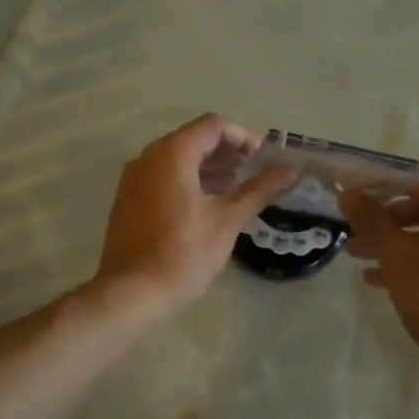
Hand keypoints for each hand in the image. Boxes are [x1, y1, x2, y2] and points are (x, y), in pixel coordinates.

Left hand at [91, 114, 296, 316]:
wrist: (131, 292)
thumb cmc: (183, 253)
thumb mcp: (227, 220)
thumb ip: (259, 189)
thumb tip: (290, 169)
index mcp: (171, 154)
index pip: (212, 126)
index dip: (242, 137)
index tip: (262, 160)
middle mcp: (147, 158)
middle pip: (192, 139)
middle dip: (225, 153)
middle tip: (252, 174)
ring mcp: (133, 179)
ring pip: (175, 160)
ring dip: (206, 168)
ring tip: (234, 189)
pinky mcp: (127, 201)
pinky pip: (161, 178)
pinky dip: (186, 181)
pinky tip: (205, 206)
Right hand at [340, 178, 418, 380]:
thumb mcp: (397, 255)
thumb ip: (371, 222)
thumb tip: (347, 194)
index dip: (384, 190)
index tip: (355, 205)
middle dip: (383, 224)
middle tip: (353, 237)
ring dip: (392, 248)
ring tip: (359, 261)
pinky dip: (409, 268)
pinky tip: (381, 284)